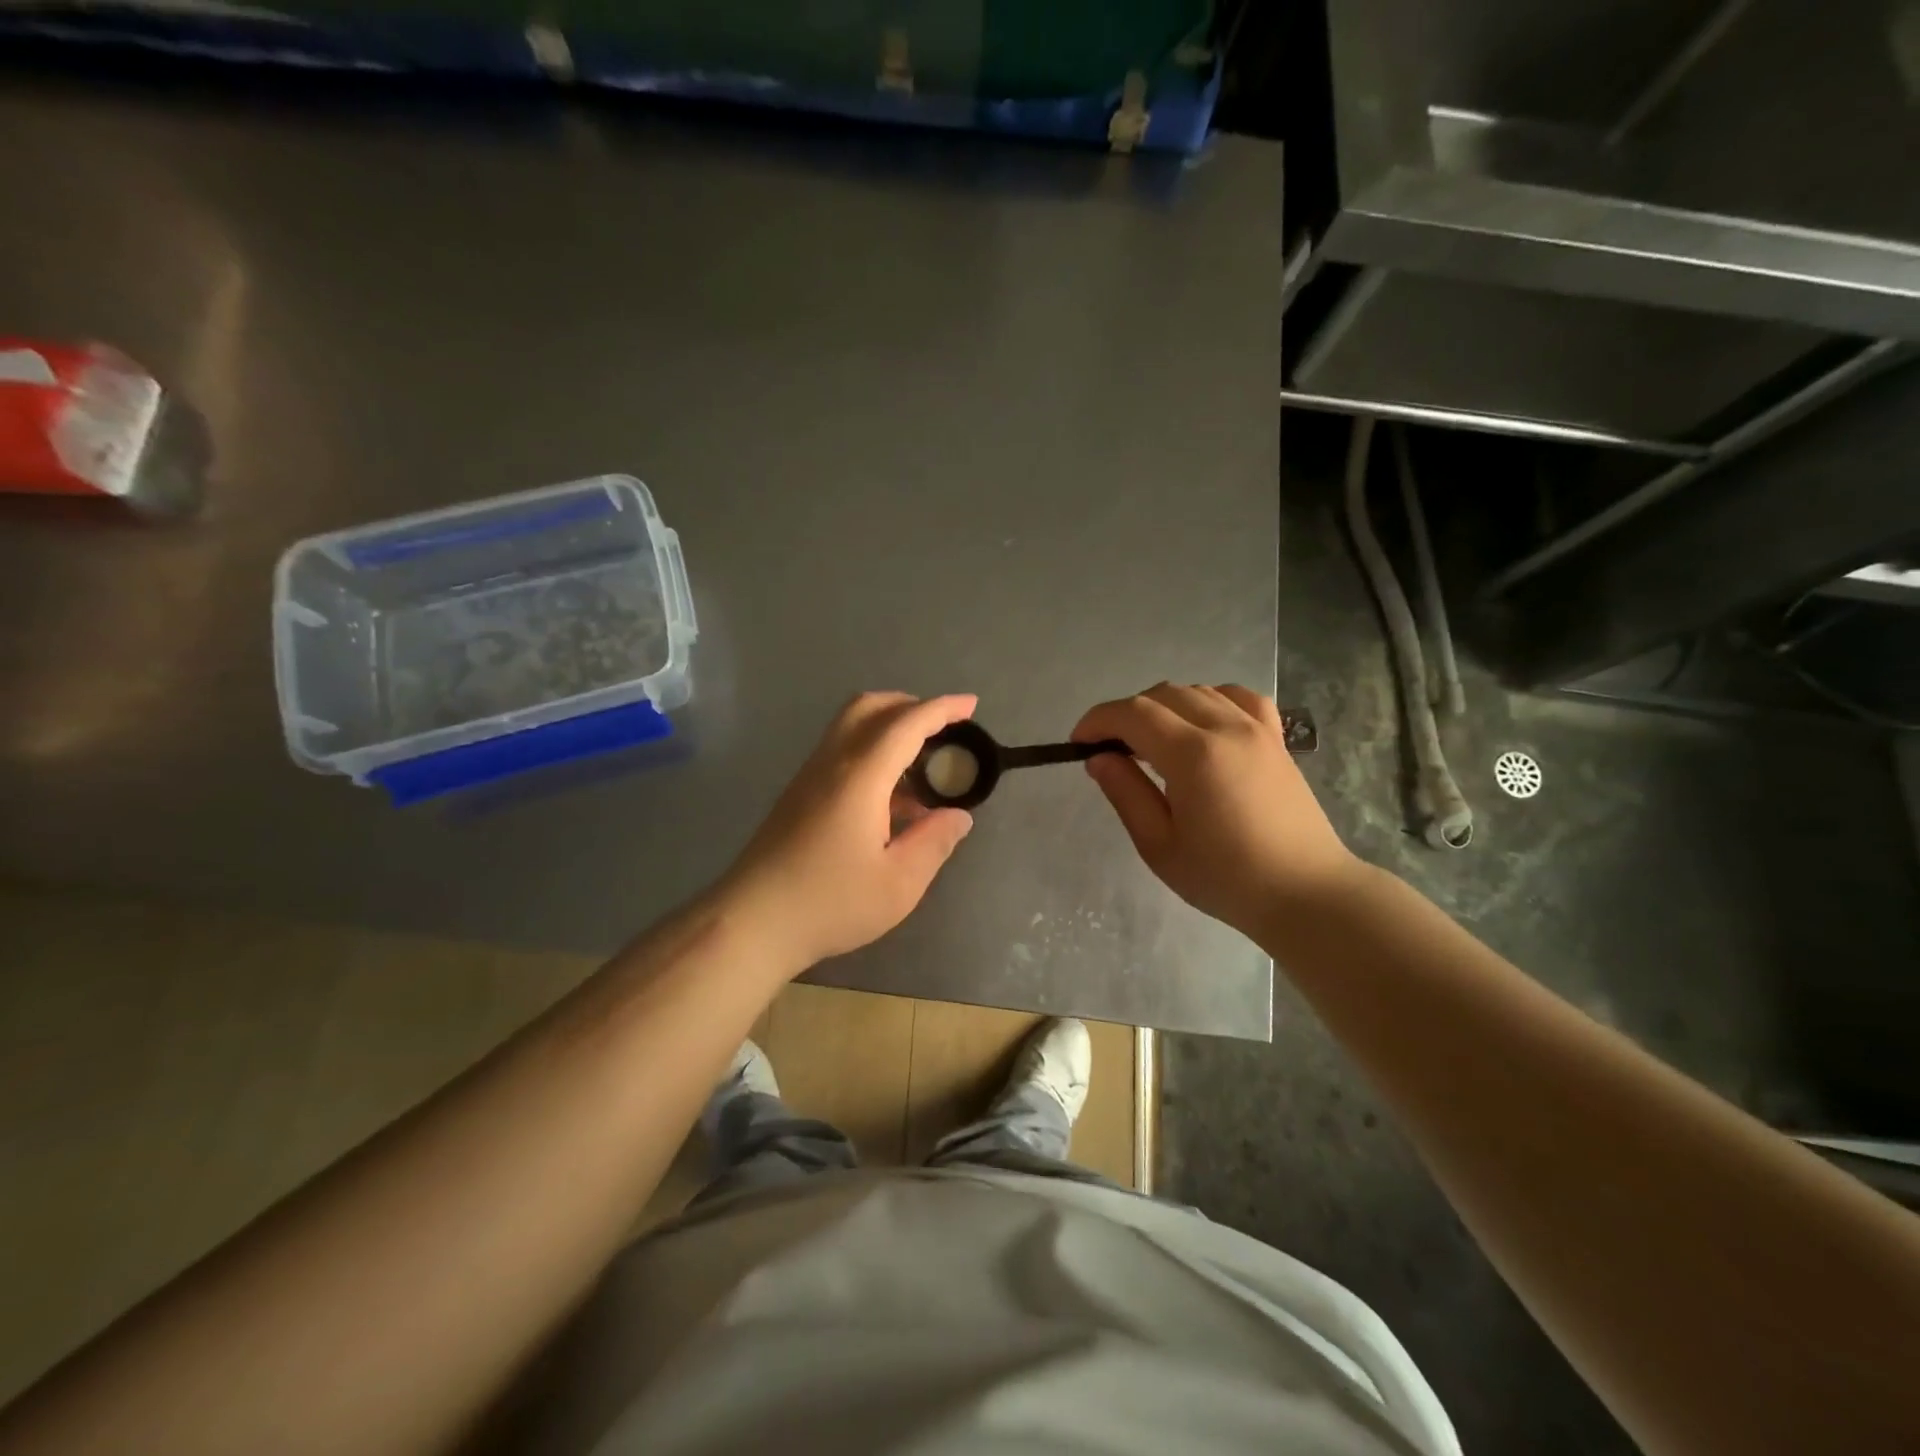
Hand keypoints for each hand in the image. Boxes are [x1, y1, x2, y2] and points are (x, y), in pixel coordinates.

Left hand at [720, 692, 977, 969]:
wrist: (752, 922)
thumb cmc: (829, 903)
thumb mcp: (899, 883)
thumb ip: (934, 842)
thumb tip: (958, 816)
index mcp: (860, 777)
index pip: (906, 724)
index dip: (942, 709)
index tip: (971, 705)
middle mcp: (831, 763)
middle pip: (869, 707)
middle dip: (910, 705)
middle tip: (943, 728)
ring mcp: (809, 777)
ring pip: (850, 726)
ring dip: (889, 727)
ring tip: (922, 766)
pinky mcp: (798, 795)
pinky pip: (840, 751)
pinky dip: (872, 751)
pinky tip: (890, 797)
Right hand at [1072, 684, 1358, 941]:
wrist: (1304, 893)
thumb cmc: (1225, 878)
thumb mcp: (1160, 845)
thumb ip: (1126, 793)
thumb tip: (1098, 758)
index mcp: (1193, 755)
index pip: (1133, 713)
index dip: (1098, 721)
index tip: (1078, 743)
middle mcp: (1226, 728)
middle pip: (1162, 695)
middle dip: (1125, 715)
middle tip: (1110, 750)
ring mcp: (1257, 728)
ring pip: (1197, 690)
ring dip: (1163, 707)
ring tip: (1151, 744)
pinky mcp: (1276, 738)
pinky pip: (1237, 697)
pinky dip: (1209, 700)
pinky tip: (1202, 724)